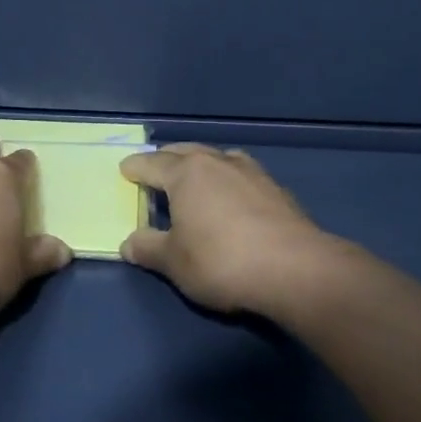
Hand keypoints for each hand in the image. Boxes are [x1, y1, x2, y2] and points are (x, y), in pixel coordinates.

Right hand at [119, 144, 345, 318]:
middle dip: (167, 159)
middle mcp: (217, 163)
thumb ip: (148, 248)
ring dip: (202, 164)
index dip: (135, 168)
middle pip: (186, 151)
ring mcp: (251, 172)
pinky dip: (228, 180)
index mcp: (186, 173)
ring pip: (218, 158)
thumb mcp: (174, 262)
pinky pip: (242, 175)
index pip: (152, 164)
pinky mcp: (277, 190)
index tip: (125, 170)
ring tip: (195, 178)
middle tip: (156, 169)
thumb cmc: (221, 261)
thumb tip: (128, 242)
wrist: (294, 270)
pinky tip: (232, 198)